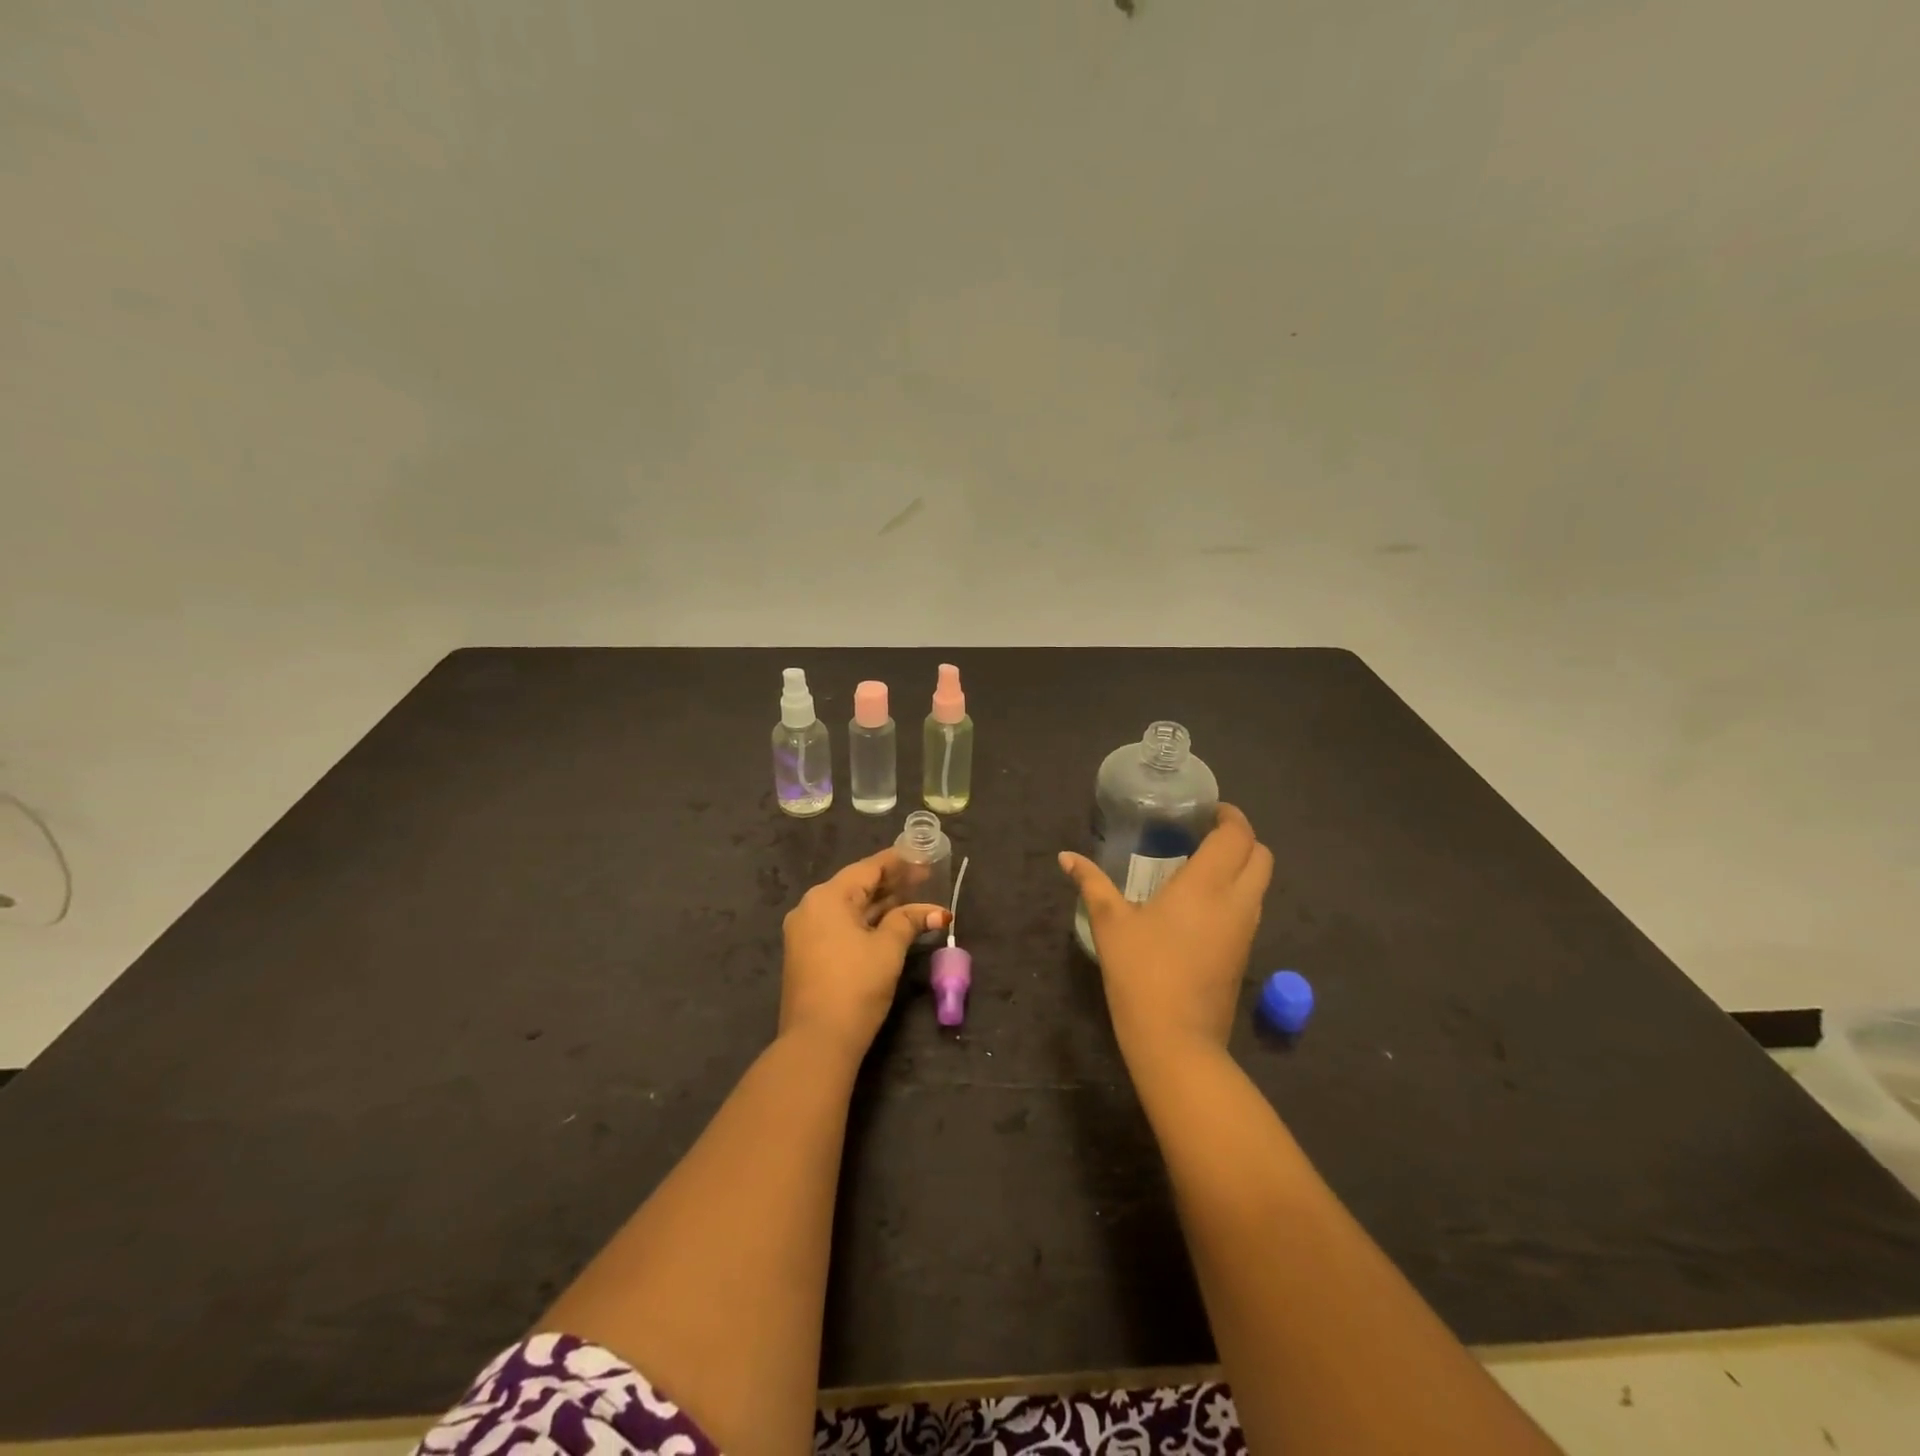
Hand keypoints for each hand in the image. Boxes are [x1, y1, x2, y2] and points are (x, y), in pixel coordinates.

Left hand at [780, 848, 948, 1058]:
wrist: (817, 1041)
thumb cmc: (855, 986)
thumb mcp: (888, 949)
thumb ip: (910, 921)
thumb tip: (937, 913)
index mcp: (827, 897)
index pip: (868, 868)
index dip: (898, 862)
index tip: (923, 856)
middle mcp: (811, 908)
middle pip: (857, 886)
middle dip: (892, 883)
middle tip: (926, 877)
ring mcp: (806, 932)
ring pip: (850, 908)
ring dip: (881, 904)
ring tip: (915, 898)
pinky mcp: (808, 954)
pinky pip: (841, 926)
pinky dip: (867, 922)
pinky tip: (892, 923)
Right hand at [1059, 803, 1273, 1055]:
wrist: (1176, 1040)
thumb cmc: (1141, 973)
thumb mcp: (1111, 924)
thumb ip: (1091, 884)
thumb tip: (1066, 856)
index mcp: (1207, 885)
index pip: (1237, 835)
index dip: (1230, 816)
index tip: (1207, 811)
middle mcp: (1236, 901)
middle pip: (1261, 855)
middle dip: (1241, 838)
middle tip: (1206, 834)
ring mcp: (1246, 930)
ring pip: (1260, 883)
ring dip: (1241, 866)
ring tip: (1202, 864)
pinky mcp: (1244, 954)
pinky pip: (1250, 908)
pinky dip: (1237, 892)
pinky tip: (1201, 903)